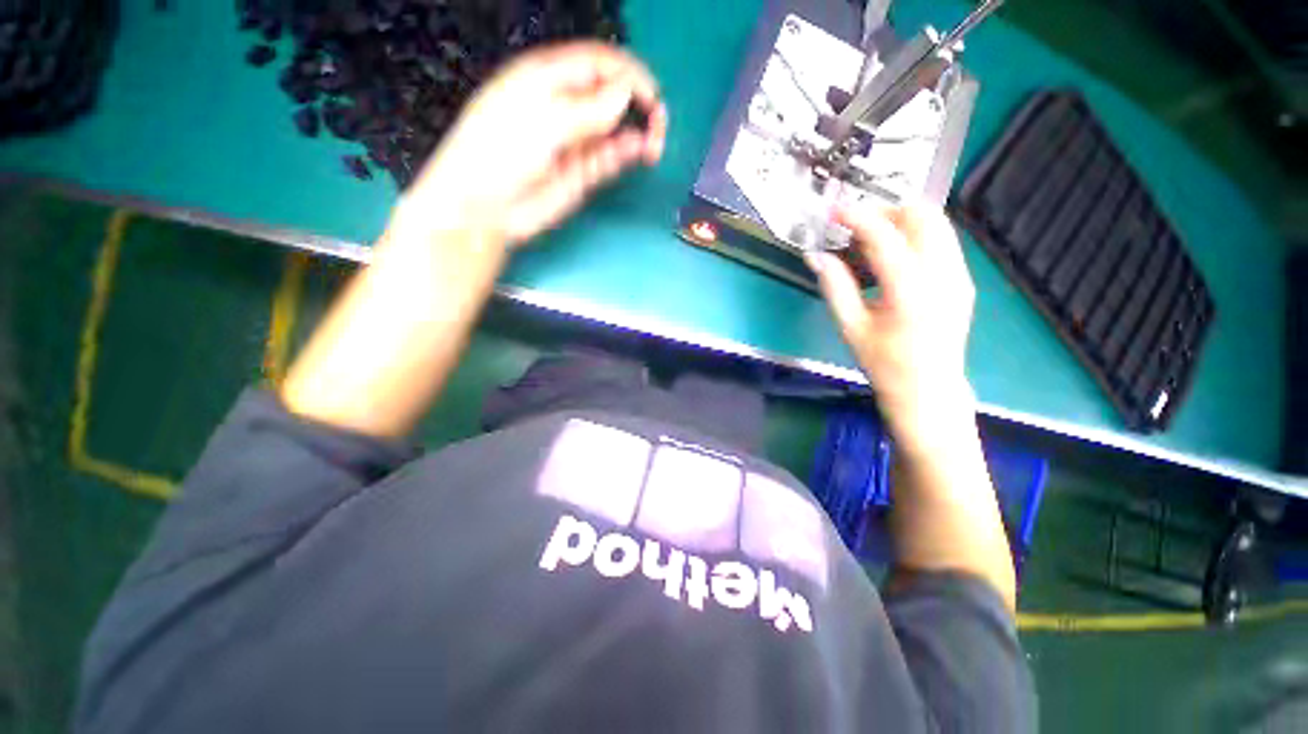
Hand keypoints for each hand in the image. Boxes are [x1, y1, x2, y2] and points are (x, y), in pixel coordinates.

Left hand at [400, 41, 666, 246]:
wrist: (487, 207)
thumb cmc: (500, 151)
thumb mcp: (542, 119)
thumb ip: (587, 108)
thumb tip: (624, 95)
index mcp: (548, 77)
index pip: (598, 63)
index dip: (628, 74)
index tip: (651, 95)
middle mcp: (566, 106)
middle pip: (612, 95)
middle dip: (638, 104)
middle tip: (657, 122)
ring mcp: (575, 141)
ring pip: (616, 128)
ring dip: (638, 132)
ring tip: (653, 144)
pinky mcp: (581, 172)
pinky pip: (610, 157)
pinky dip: (627, 153)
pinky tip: (639, 153)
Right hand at [806, 205, 976, 452]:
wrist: (929, 390)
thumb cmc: (884, 364)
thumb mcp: (851, 328)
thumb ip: (834, 287)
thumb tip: (816, 255)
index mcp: (910, 292)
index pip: (885, 237)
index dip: (858, 217)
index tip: (834, 210)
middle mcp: (943, 276)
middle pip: (923, 216)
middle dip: (885, 211)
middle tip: (855, 226)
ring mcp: (959, 276)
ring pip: (937, 224)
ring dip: (901, 221)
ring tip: (870, 239)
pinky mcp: (963, 280)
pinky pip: (941, 241)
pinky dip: (914, 236)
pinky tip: (892, 257)